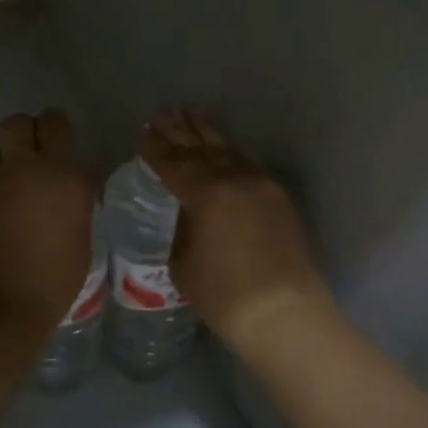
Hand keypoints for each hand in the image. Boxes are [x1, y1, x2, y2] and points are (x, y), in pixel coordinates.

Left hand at [0, 110, 97, 339]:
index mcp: (64, 176)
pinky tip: (2, 212)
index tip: (60, 145)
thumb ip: (75, 203)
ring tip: (17, 180)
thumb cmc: (53, 281)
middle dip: (26, 131)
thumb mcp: (81, 237)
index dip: (56, 129)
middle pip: (18, 122)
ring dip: (8, 153)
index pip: (56, 125)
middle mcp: (27, 169)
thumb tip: (71, 190)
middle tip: (35, 154)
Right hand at [140, 107, 331, 350]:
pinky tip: (222, 148)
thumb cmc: (224, 295)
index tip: (142, 135)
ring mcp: (260, 185)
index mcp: (206, 193)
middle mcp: (234, 178)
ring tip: (190, 113)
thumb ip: (182, 228)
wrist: (285, 314)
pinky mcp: (278, 197)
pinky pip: (247, 164)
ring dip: (206, 132)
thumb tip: (186, 213)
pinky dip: (229, 152)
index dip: (155, 149)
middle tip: (160, 114)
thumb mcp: (183, 262)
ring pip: (227, 150)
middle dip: (178, 131)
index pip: (173, 163)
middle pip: (199, 148)